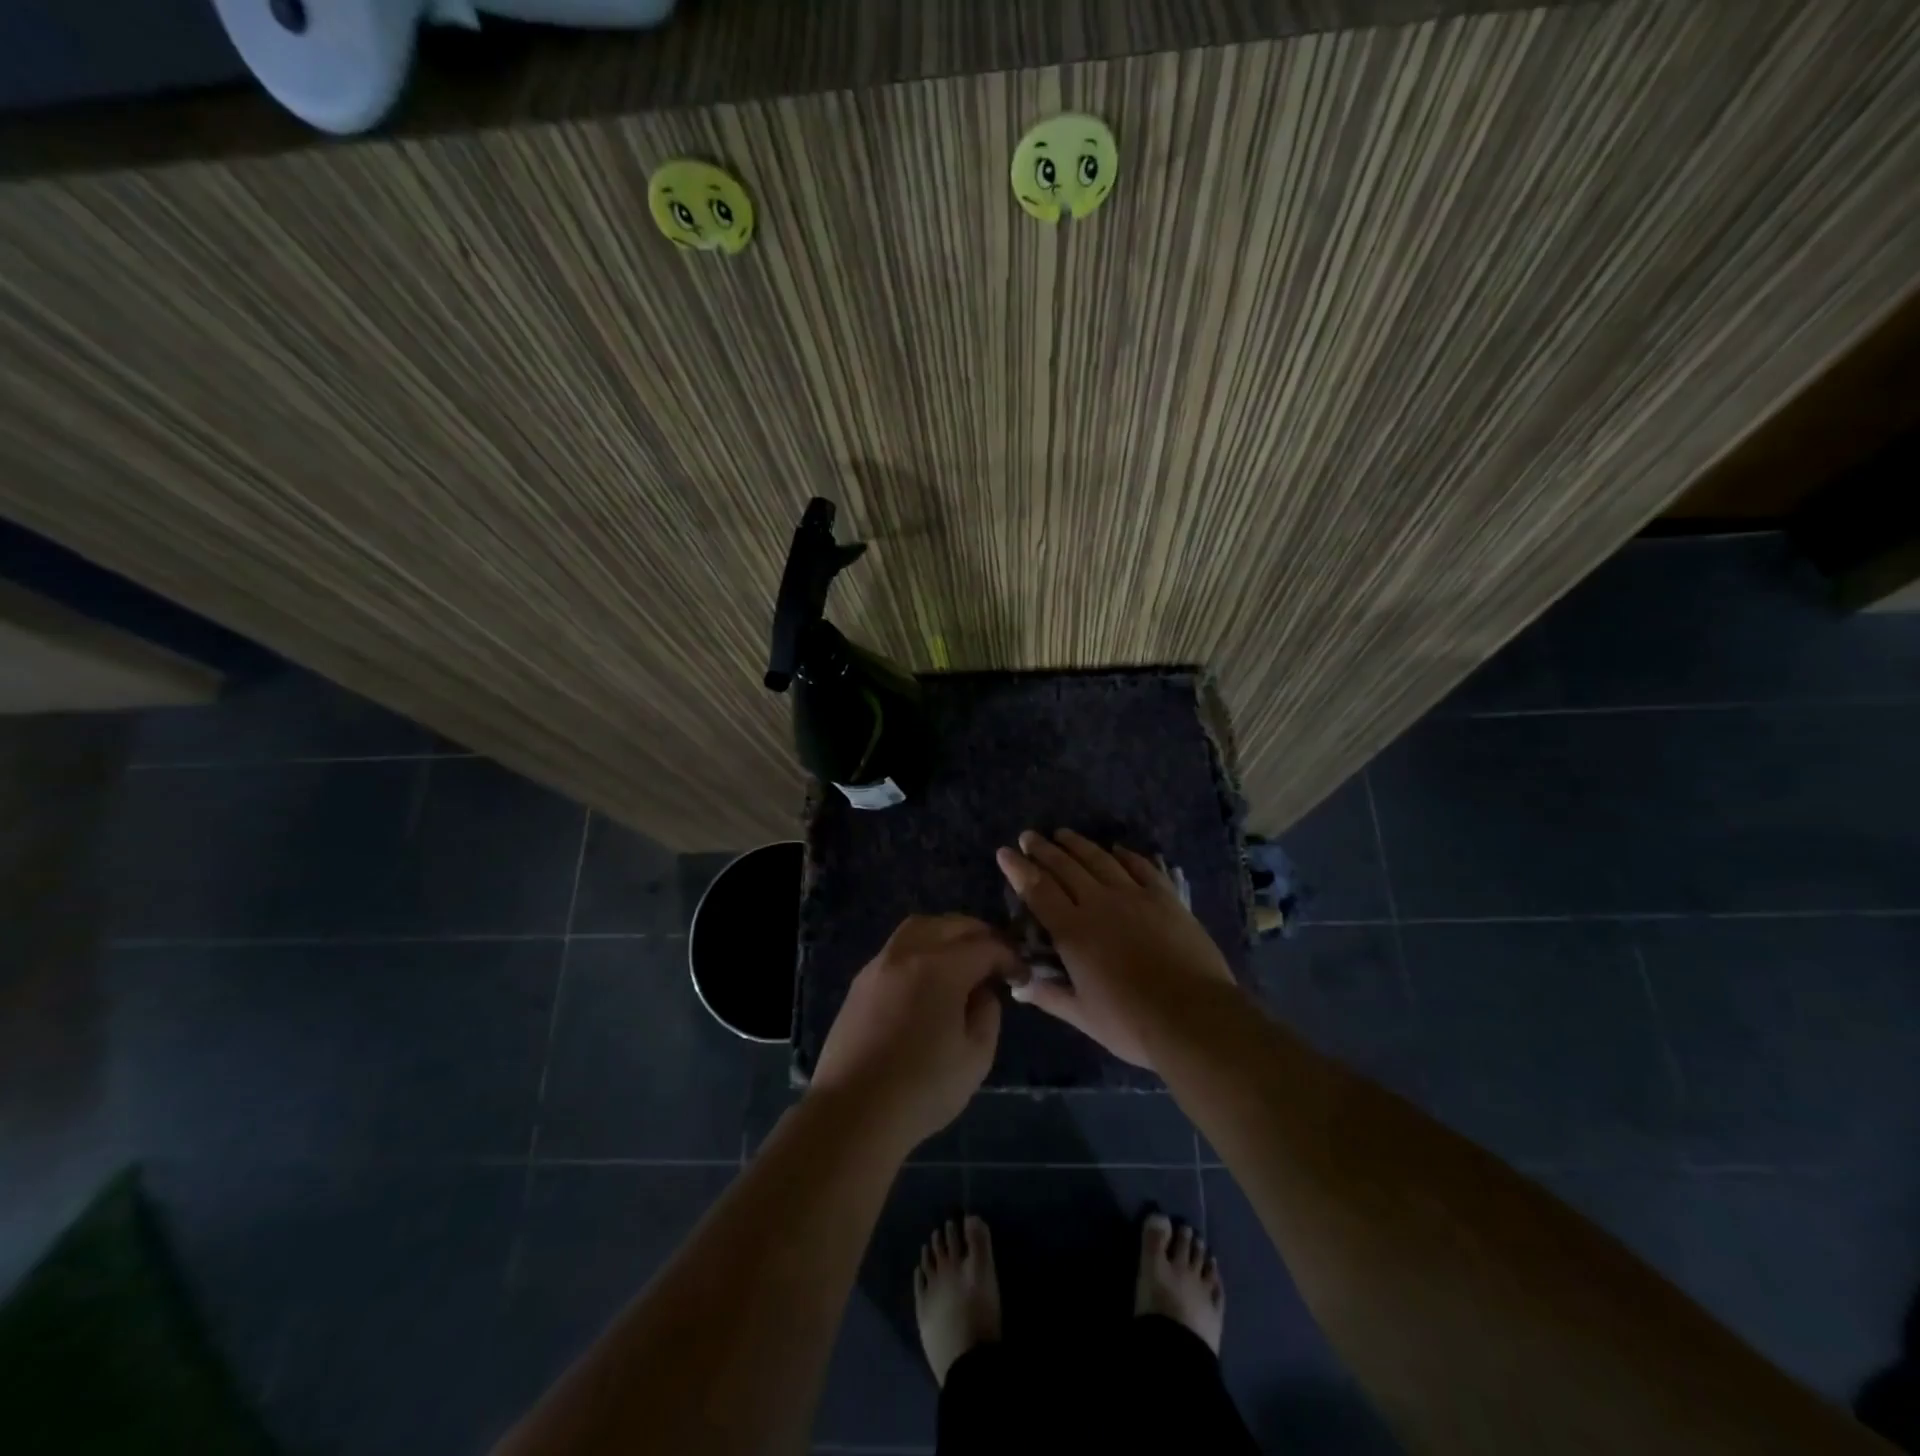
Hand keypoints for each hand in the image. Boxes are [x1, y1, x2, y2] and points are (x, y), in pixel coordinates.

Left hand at [810, 914, 1013, 1151]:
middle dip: (980, 936)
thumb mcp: (976, 1057)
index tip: (1021, 975)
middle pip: (952, 924)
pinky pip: (898, 947)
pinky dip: (921, 948)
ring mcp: (880, 963)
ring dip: (947, 934)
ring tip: (962, 960)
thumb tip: (982, 992)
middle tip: (996, 960)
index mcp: (941, 968)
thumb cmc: (922, 1088)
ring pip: (920, 927)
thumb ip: (988, 1014)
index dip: (1009, 957)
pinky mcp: (861, 980)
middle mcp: (909, 952)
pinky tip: (928, 977)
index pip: (986, 946)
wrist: (852, 1111)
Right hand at [996, 829, 1235, 1069]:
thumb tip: (1017, 984)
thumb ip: (1048, 995)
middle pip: (1065, 867)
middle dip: (1043, 849)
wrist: (1194, 1017)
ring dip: (1078, 844)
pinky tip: (1116, 848)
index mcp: (1073, 931)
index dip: (1018, 870)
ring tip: (1063, 834)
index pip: (1037, 890)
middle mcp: (1099, 903)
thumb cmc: (1131, 1023)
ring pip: (1099, 860)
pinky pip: (1141, 866)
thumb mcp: (1082, 1016)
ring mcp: (1135, 896)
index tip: (1004, 852)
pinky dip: (1125, 854)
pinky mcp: (1165, 898)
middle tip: (1028, 836)